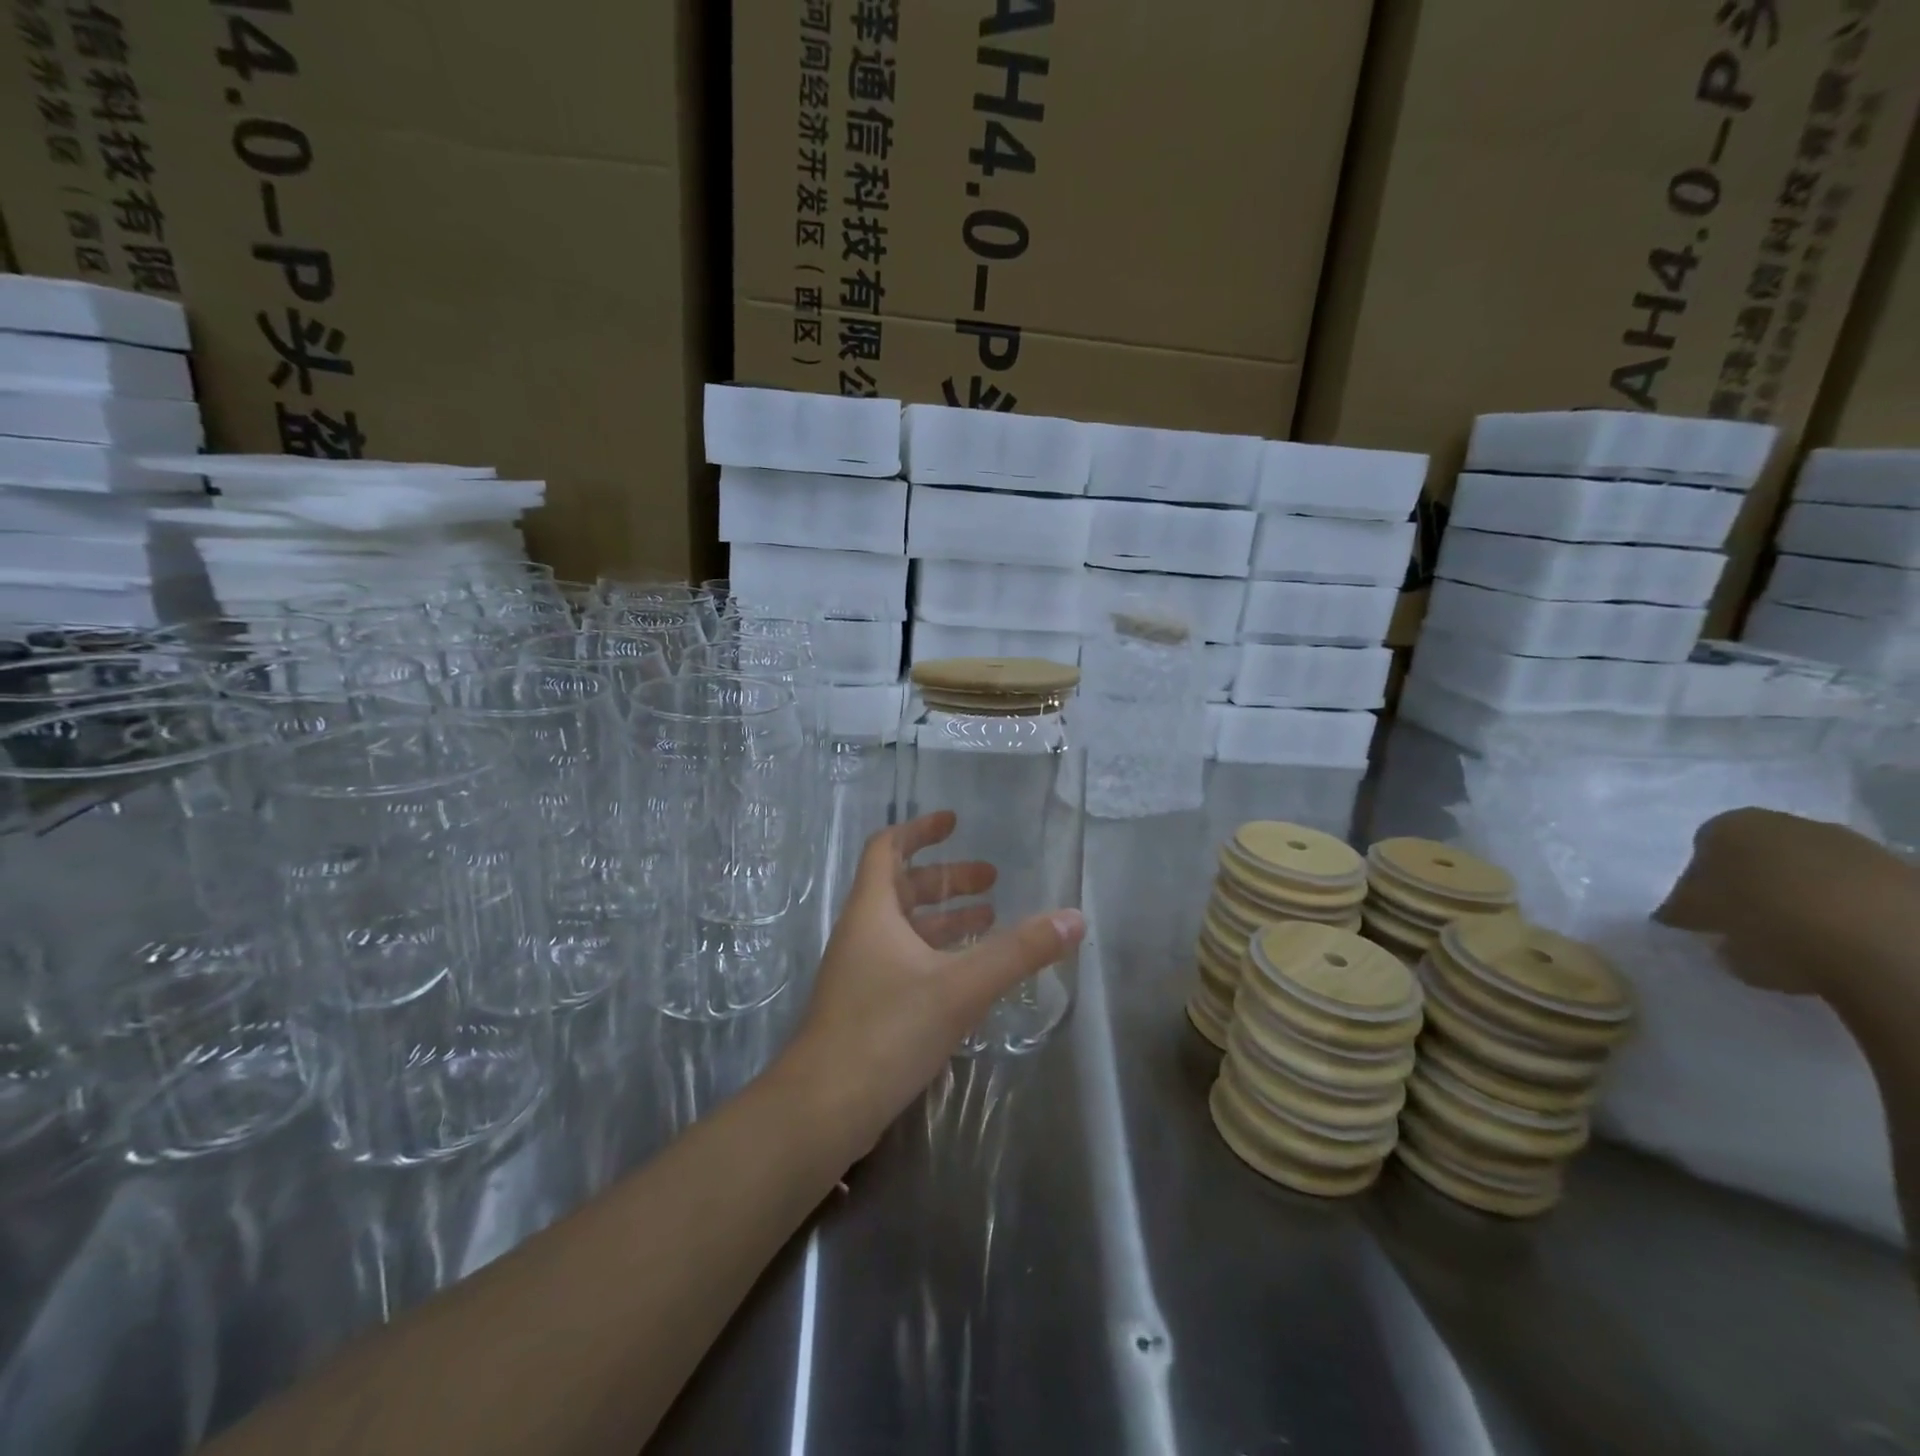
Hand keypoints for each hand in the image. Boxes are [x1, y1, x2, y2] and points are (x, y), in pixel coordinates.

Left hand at [773, 811, 1084, 1158]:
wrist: (822, 1109)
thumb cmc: (886, 1030)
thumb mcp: (960, 987)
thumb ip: (1018, 952)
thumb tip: (1074, 918)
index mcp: (873, 911)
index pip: (888, 848)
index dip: (920, 829)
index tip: (955, 821)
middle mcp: (863, 934)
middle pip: (903, 888)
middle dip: (947, 879)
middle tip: (993, 880)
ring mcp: (861, 973)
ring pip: (906, 929)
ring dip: (946, 919)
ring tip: (991, 919)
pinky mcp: (867, 1008)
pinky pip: (907, 962)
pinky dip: (938, 955)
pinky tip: (969, 974)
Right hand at [1657, 807, 1917, 998]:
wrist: (1884, 942)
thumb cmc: (1765, 920)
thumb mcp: (1697, 921)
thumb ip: (1683, 911)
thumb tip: (1681, 914)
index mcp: (1727, 826)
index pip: (1701, 851)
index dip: (1699, 885)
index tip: (1704, 915)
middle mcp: (1786, 822)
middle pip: (1757, 857)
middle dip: (1751, 886)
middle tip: (1746, 926)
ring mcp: (1850, 844)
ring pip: (1809, 873)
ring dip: (1800, 899)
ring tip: (1799, 942)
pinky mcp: (1900, 873)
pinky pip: (1855, 893)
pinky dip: (1845, 913)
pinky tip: (1840, 944)